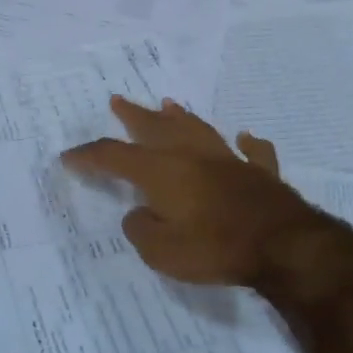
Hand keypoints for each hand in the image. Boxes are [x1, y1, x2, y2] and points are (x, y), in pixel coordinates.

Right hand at [61, 95, 329, 286]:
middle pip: (156, 127)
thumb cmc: (215, 247)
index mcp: (161, 171)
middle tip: (118, 100)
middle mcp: (191, 156)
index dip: (89, 156)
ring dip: (181, 116)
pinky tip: (245, 138)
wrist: (284, 245)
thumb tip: (138, 214)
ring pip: (199, 129)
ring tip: (168, 104)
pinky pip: (252, 152)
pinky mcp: (260, 173)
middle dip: (133, 115)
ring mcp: (228, 160)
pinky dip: (246, 144)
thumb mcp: (161, 252)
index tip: (69, 156)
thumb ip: (141, 230)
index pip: (114, 156)